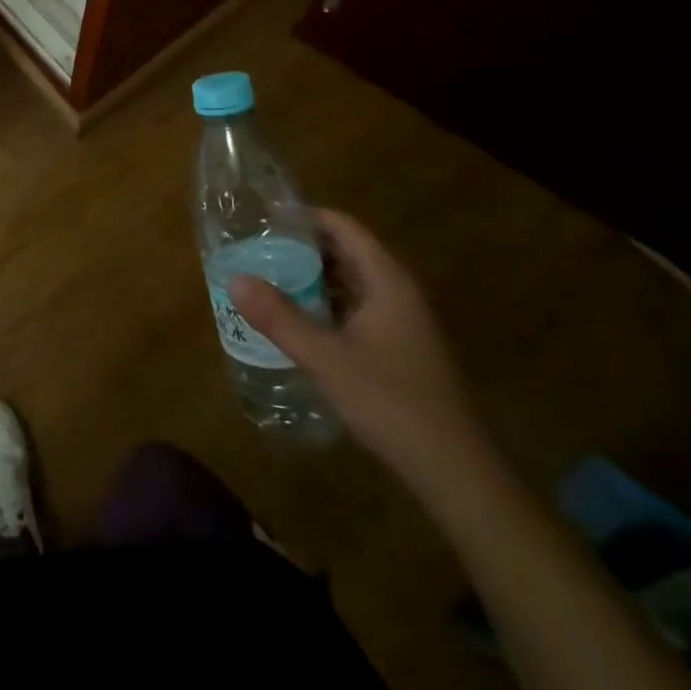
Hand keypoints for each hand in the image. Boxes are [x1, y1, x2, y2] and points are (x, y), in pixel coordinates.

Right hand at [228, 210, 485, 486]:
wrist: (455, 472)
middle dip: (301, 247)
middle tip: (255, 248)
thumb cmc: (392, 403)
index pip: (344, 227)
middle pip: (346, 251)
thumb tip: (235, 279)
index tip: (264, 218)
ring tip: (266, 278)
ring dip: (311, 277)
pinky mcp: (399, 348)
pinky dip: (324, 303)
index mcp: (387, 282)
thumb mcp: (327, 359)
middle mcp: (398, 293)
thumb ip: (280, 318)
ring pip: (350, 282)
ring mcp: (402, 322)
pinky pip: (355, 308)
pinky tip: (296, 319)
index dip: (305, 216)